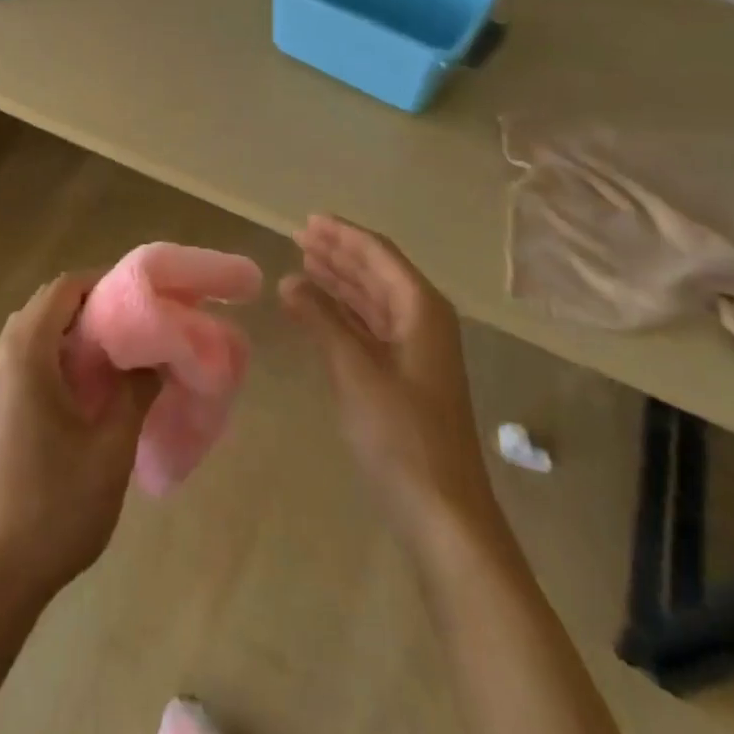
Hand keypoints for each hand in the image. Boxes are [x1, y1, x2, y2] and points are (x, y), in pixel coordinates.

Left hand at [0, 272, 159, 616]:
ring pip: (33, 334)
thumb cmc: (55, 508)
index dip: (104, 283)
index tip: (142, 299)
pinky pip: (22, 361)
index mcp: (24, 354)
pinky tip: (84, 390)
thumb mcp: (110, 448)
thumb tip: (155, 357)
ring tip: (116, 356)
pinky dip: (54, 357)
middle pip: (47, 306)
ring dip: (72, 334)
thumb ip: (136, 391)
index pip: (64, 289)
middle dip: (91, 307)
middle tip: (136, 326)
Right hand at [282, 216, 497, 556]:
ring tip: (304, 262)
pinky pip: (370, 327)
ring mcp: (415, 351)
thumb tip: (289, 279)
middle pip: (377, 273)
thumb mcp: (355, 371)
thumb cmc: (401, 436)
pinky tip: (317, 310)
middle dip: (339, 253)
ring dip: (340, 280)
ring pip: (373, 300)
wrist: (443, 514)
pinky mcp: (404, 377)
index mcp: (421, 309)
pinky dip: (343, 314)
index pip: (379, 255)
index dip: (343, 235)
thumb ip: (321, 320)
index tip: (309, 219)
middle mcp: (423, 321)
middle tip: (299, 236)